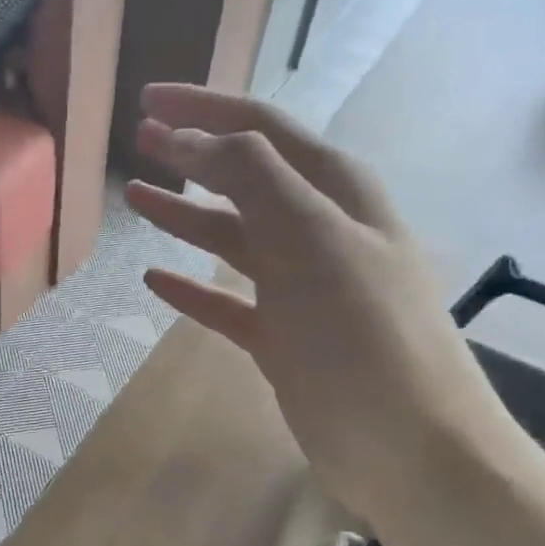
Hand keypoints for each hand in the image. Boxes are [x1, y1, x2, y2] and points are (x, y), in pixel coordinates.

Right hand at [126, 86, 517, 521]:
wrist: (408, 446)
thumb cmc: (360, 331)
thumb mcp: (310, 237)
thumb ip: (253, 176)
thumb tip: (197, 137)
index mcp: (336, 193)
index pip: (262, 129)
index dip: (204, 108)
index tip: (147, 99)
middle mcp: (320, 231)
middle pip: (245, 178)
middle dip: (193, 155)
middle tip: (140, 140)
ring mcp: (301, 288)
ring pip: (232, 237)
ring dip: (186, 214)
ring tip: (136, 198)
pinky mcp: (283, 339)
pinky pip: (227, 301)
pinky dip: (192, 288)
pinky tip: (155, 280)